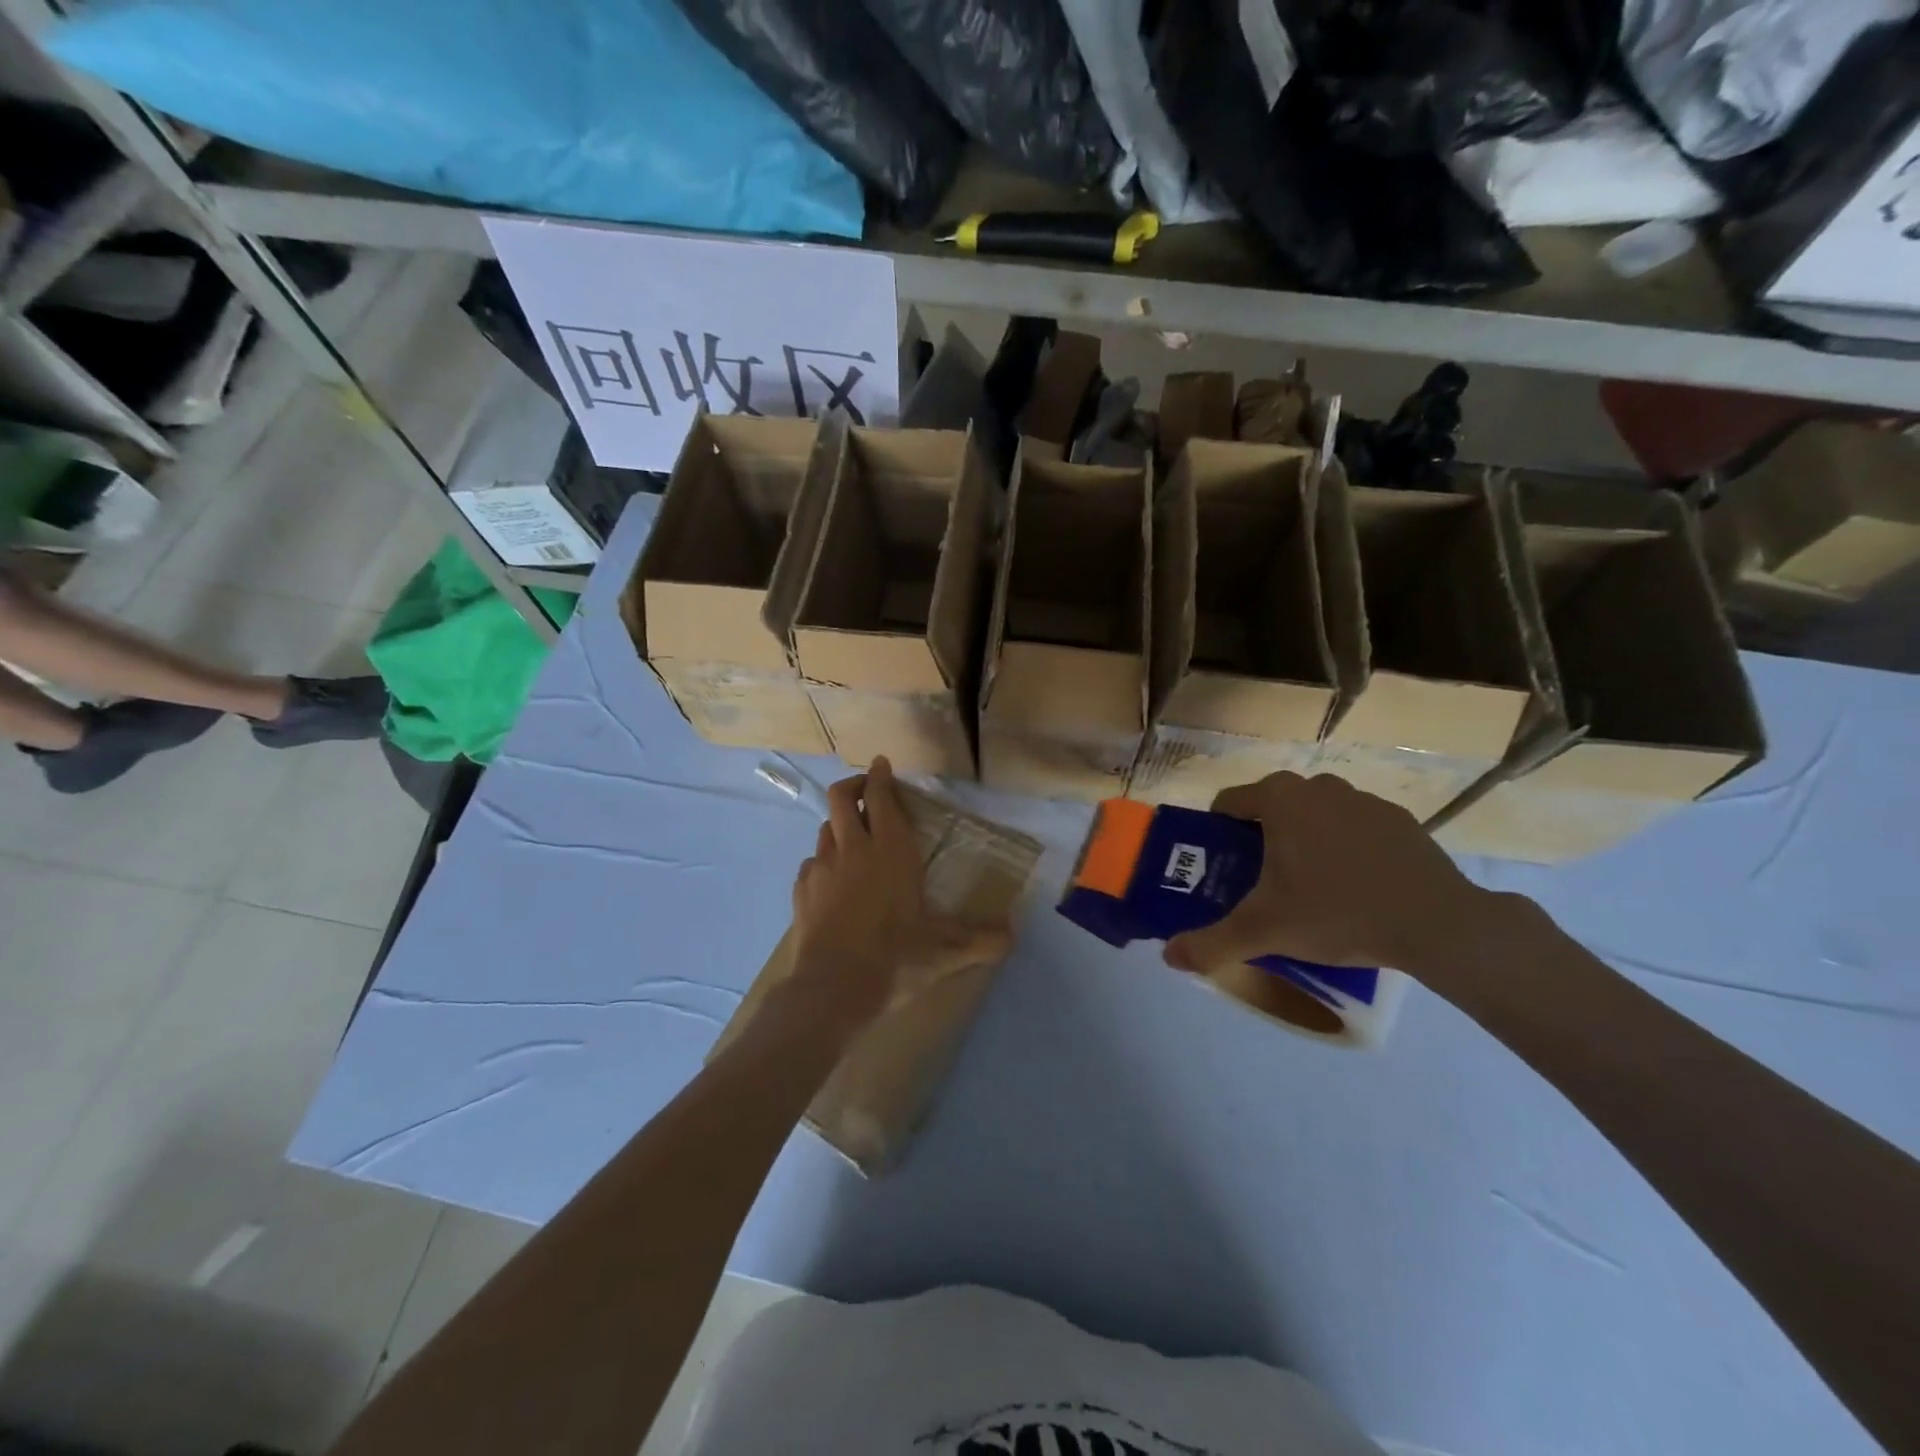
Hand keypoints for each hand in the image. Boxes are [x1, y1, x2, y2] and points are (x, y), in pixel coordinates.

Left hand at [789, 757, 1013, 1029]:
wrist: (832, 988)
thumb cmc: (895, 958)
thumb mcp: (945, 951)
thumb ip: (982, 940)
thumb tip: (1015, 934)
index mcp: (891, 850)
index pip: (880, 797)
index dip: (880, 776)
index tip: (882, 764)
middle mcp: (853, 849)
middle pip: (841, 797)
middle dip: (853, 785)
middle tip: (865, 789)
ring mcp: (822, 868)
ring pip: (824, 828)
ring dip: (838, 824)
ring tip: (851, 837)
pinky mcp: (801, 891)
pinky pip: (811, 863)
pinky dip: (823, 861)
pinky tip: (831, 880)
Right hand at [1162, 772, 1499, 977]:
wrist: (1438, 924)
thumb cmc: (1338, 912)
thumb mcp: (1265, 932)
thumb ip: (1211, 944)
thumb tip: (1169, 957)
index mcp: (1280, 799)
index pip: (1228, 803)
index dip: (1216, 834)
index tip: (1221, 868)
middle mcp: (1319, 787)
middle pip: (1270, 808)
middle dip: (1259, 840)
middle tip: (1260, 884)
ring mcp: (1364, 800)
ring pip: (1314, 816)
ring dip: (1303, 841)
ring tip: (1309, 889)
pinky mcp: (1400, 820)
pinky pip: (1354, 828)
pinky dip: (1345, 849)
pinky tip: (1355, 888)